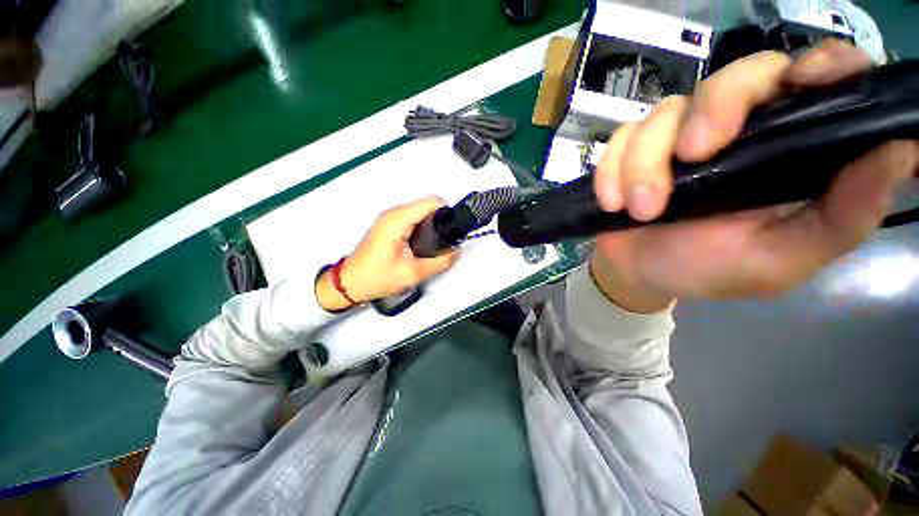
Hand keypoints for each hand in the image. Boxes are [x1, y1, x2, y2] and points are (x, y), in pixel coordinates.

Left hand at [315, 196, 459, 310]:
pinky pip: (413, 219)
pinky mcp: (390, 225)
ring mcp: (391, 218)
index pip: (432, 202)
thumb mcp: (414, 273)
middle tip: (446, 242)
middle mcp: (394, 213)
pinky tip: (424, 245)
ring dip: (432, 226)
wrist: (349, 283)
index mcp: (399, 219)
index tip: (453, 230)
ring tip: (436, 246)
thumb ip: (441, 262)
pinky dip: (423, 229)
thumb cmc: (376, 277)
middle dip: (441, 221)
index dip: (447, 213)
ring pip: (421, 213)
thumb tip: (457, 252)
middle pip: (427, 206)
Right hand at [592, 40, 918, 312]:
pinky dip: (611, 171)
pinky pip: (619, 140)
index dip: (820, 66)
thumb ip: (840, 219)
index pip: (815, 81)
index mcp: (786, 150)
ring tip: (639, 210)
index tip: (807, 81)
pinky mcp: (632, 151)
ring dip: (644, 163)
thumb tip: (901, 153)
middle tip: (690, 158)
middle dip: (710, 111)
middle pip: (734, 76)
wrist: (639, 272)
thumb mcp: (779, 260)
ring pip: (664, 113)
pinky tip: (612, 202)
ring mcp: (676, 137)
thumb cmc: (707, 269)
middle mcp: (737, 130)